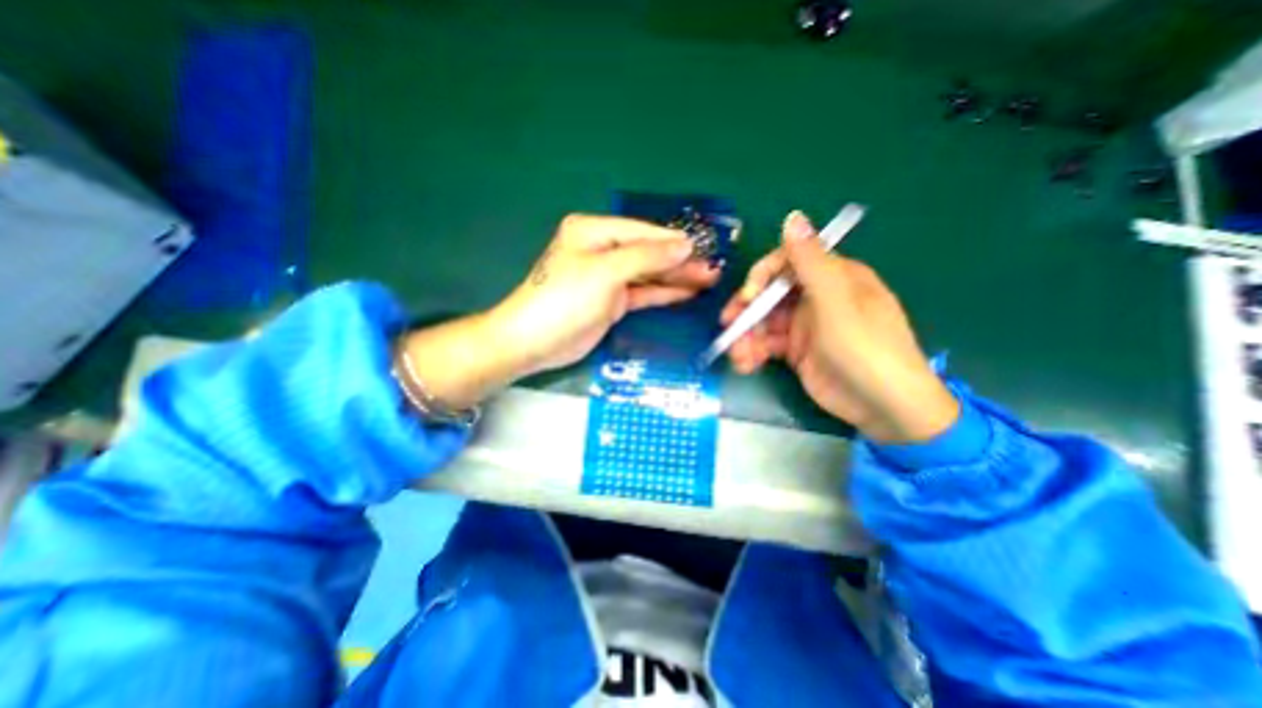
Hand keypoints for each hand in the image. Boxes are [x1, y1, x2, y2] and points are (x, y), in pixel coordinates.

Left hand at [405, 213, 719, 405]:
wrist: (535, 342)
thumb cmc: (565, 299)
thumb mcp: (605, 272)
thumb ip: (646, 257)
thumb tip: (684, 246)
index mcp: (594, 231)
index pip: (642, 232)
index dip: (673, 242)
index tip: (704, 250)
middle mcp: (602, 250)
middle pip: (649, 252)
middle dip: (680, 261)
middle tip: (713, 270)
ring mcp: (608, 277)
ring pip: (649, 273)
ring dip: (676, 277)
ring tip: (708, 280)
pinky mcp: (612, 301)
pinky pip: (643, 292)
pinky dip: (664, 293)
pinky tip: (687, 292)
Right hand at [720, 211, 956, 442]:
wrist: (884, 408)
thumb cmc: (865, 348)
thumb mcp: (837, 303)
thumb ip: (812, 262)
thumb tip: (792, 216)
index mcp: (833, 277)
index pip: (787, 262)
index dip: (762, 275)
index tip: (748, 296)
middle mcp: (816, 297)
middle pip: (769, 294)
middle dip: (747, 311)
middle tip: (729, 328)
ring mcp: (804, 326)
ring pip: (764, 321)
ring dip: (746, 337)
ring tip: (739, 357)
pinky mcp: (796, 351)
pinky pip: (767, 344)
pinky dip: (753, 352)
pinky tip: (746, 365)